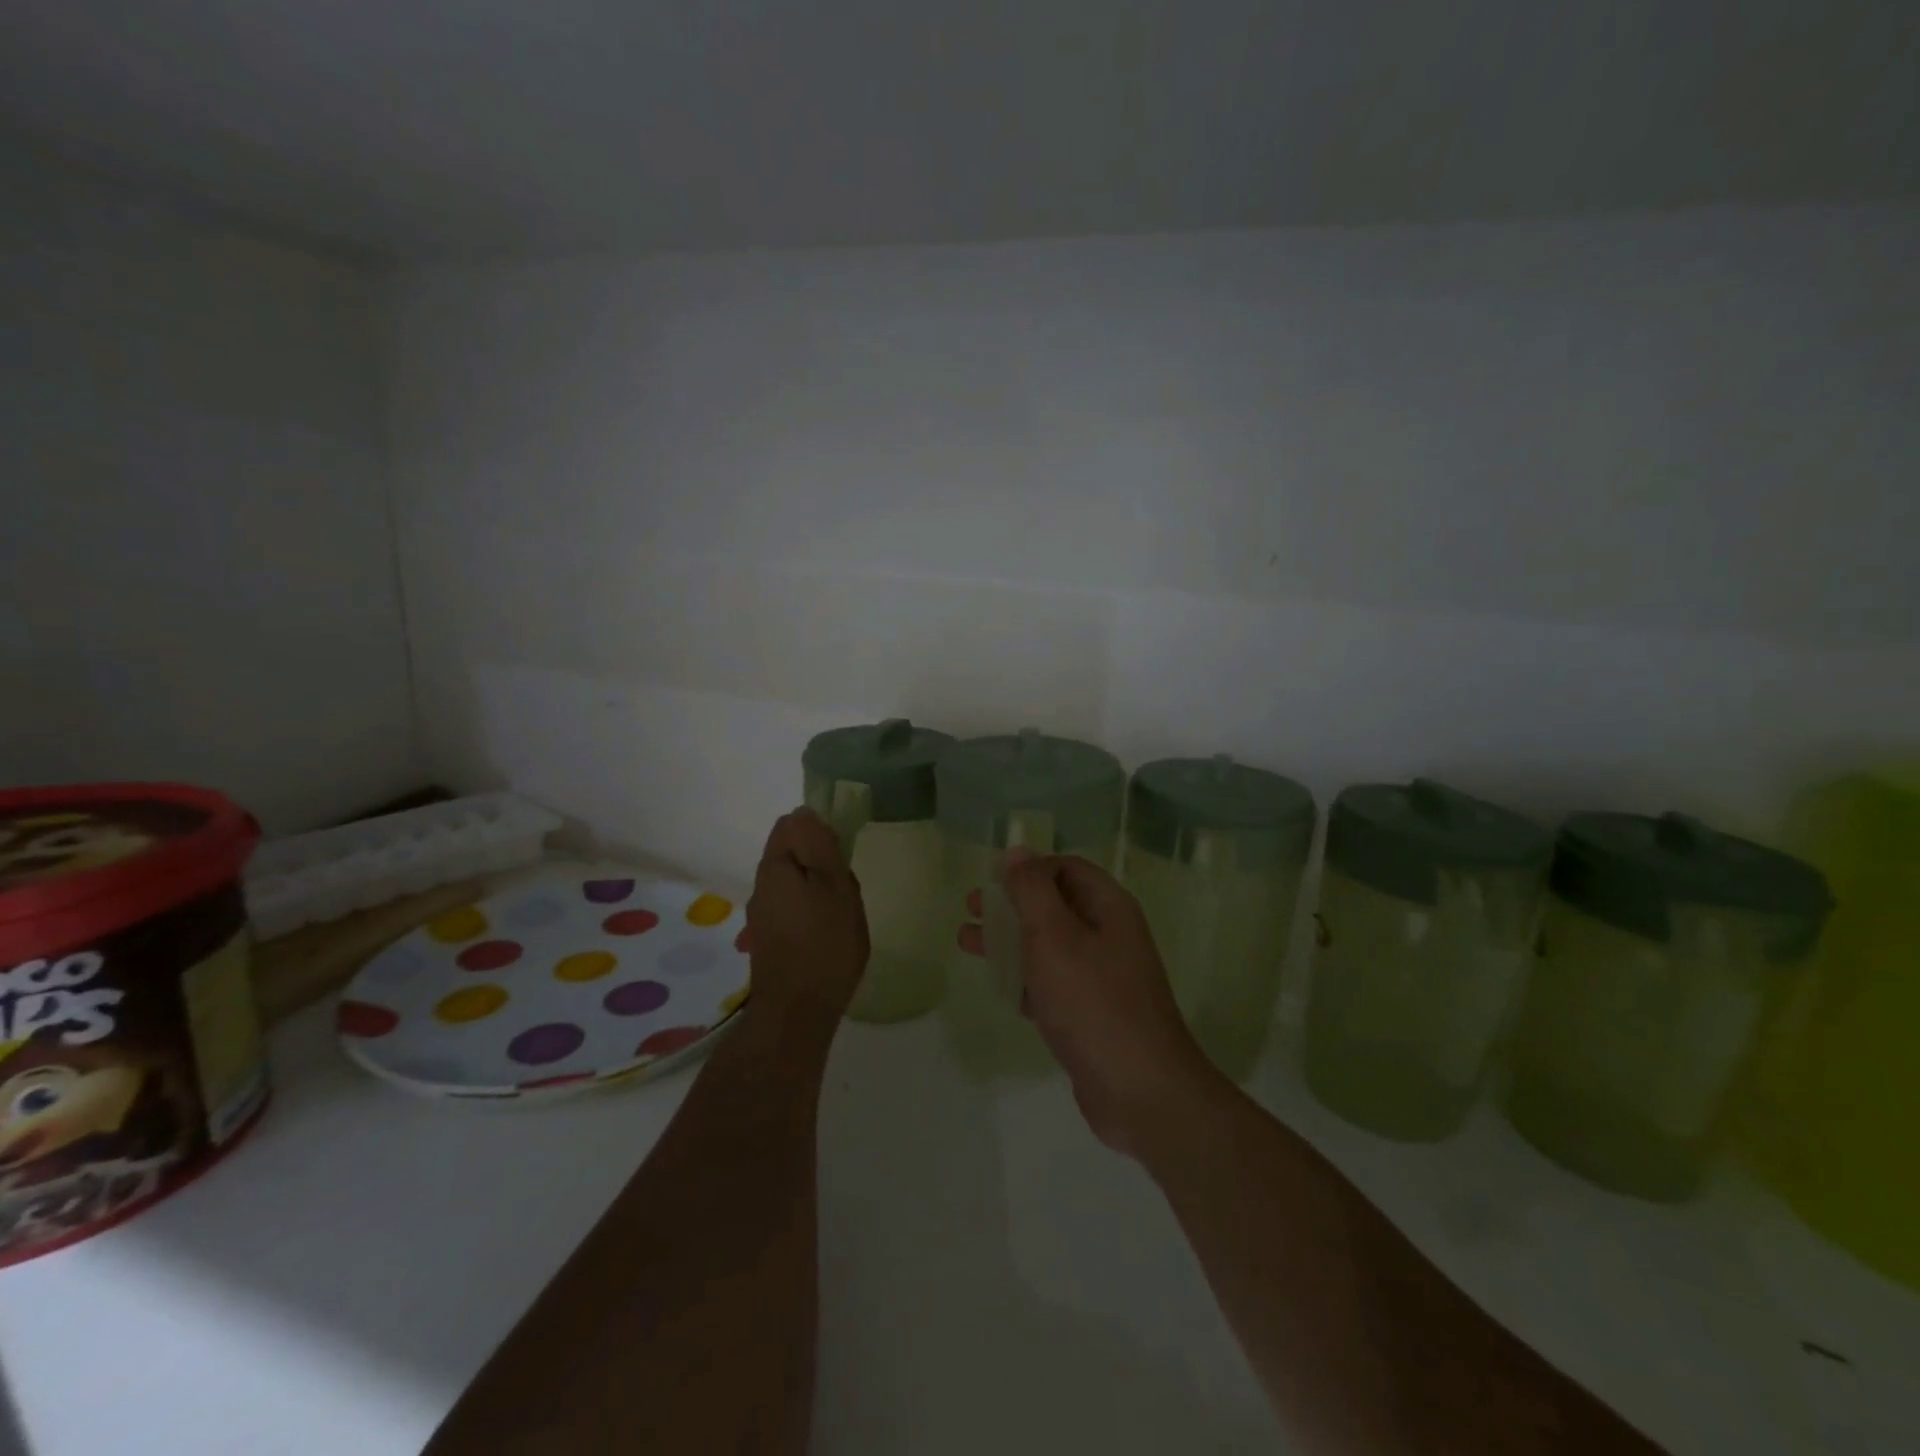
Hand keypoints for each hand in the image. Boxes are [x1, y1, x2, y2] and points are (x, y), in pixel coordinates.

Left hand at [743, 809, 869, 1026]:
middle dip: (820, 861)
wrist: (797, 1013)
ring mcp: (761, 915)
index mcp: (775, 866)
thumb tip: (806, 812)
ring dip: (816, 888)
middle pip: (790, 853)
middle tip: (846, 886)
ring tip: (841, 913)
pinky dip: (810, 911)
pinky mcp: (767, 939)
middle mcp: (760, 886)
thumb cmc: (825, 943)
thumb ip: (820, 846)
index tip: (843, 852)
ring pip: (792, 882)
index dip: (819, 830)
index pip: (791, 824)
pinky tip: (827, 933)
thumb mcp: (835, 886)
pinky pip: (790, 908)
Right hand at [959, 853, 1214, 1160]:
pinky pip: (1052, 983)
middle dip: (1012, 903)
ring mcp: (1102, 978)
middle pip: (1055, 904)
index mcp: (1109, 908)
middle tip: (971, 906)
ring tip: (966, 941)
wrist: (1140, 1090)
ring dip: (1010, 939)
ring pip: (1049, 945)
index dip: (1029, 867)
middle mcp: (1109, 936)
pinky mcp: (1091, 1014)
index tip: (991, 878)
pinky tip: (997, 984)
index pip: (1067, 868)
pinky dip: (1024, 977)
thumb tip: (1017, 851)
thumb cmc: (1093, 1002)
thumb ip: (1032, 891)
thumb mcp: (1054, 936)